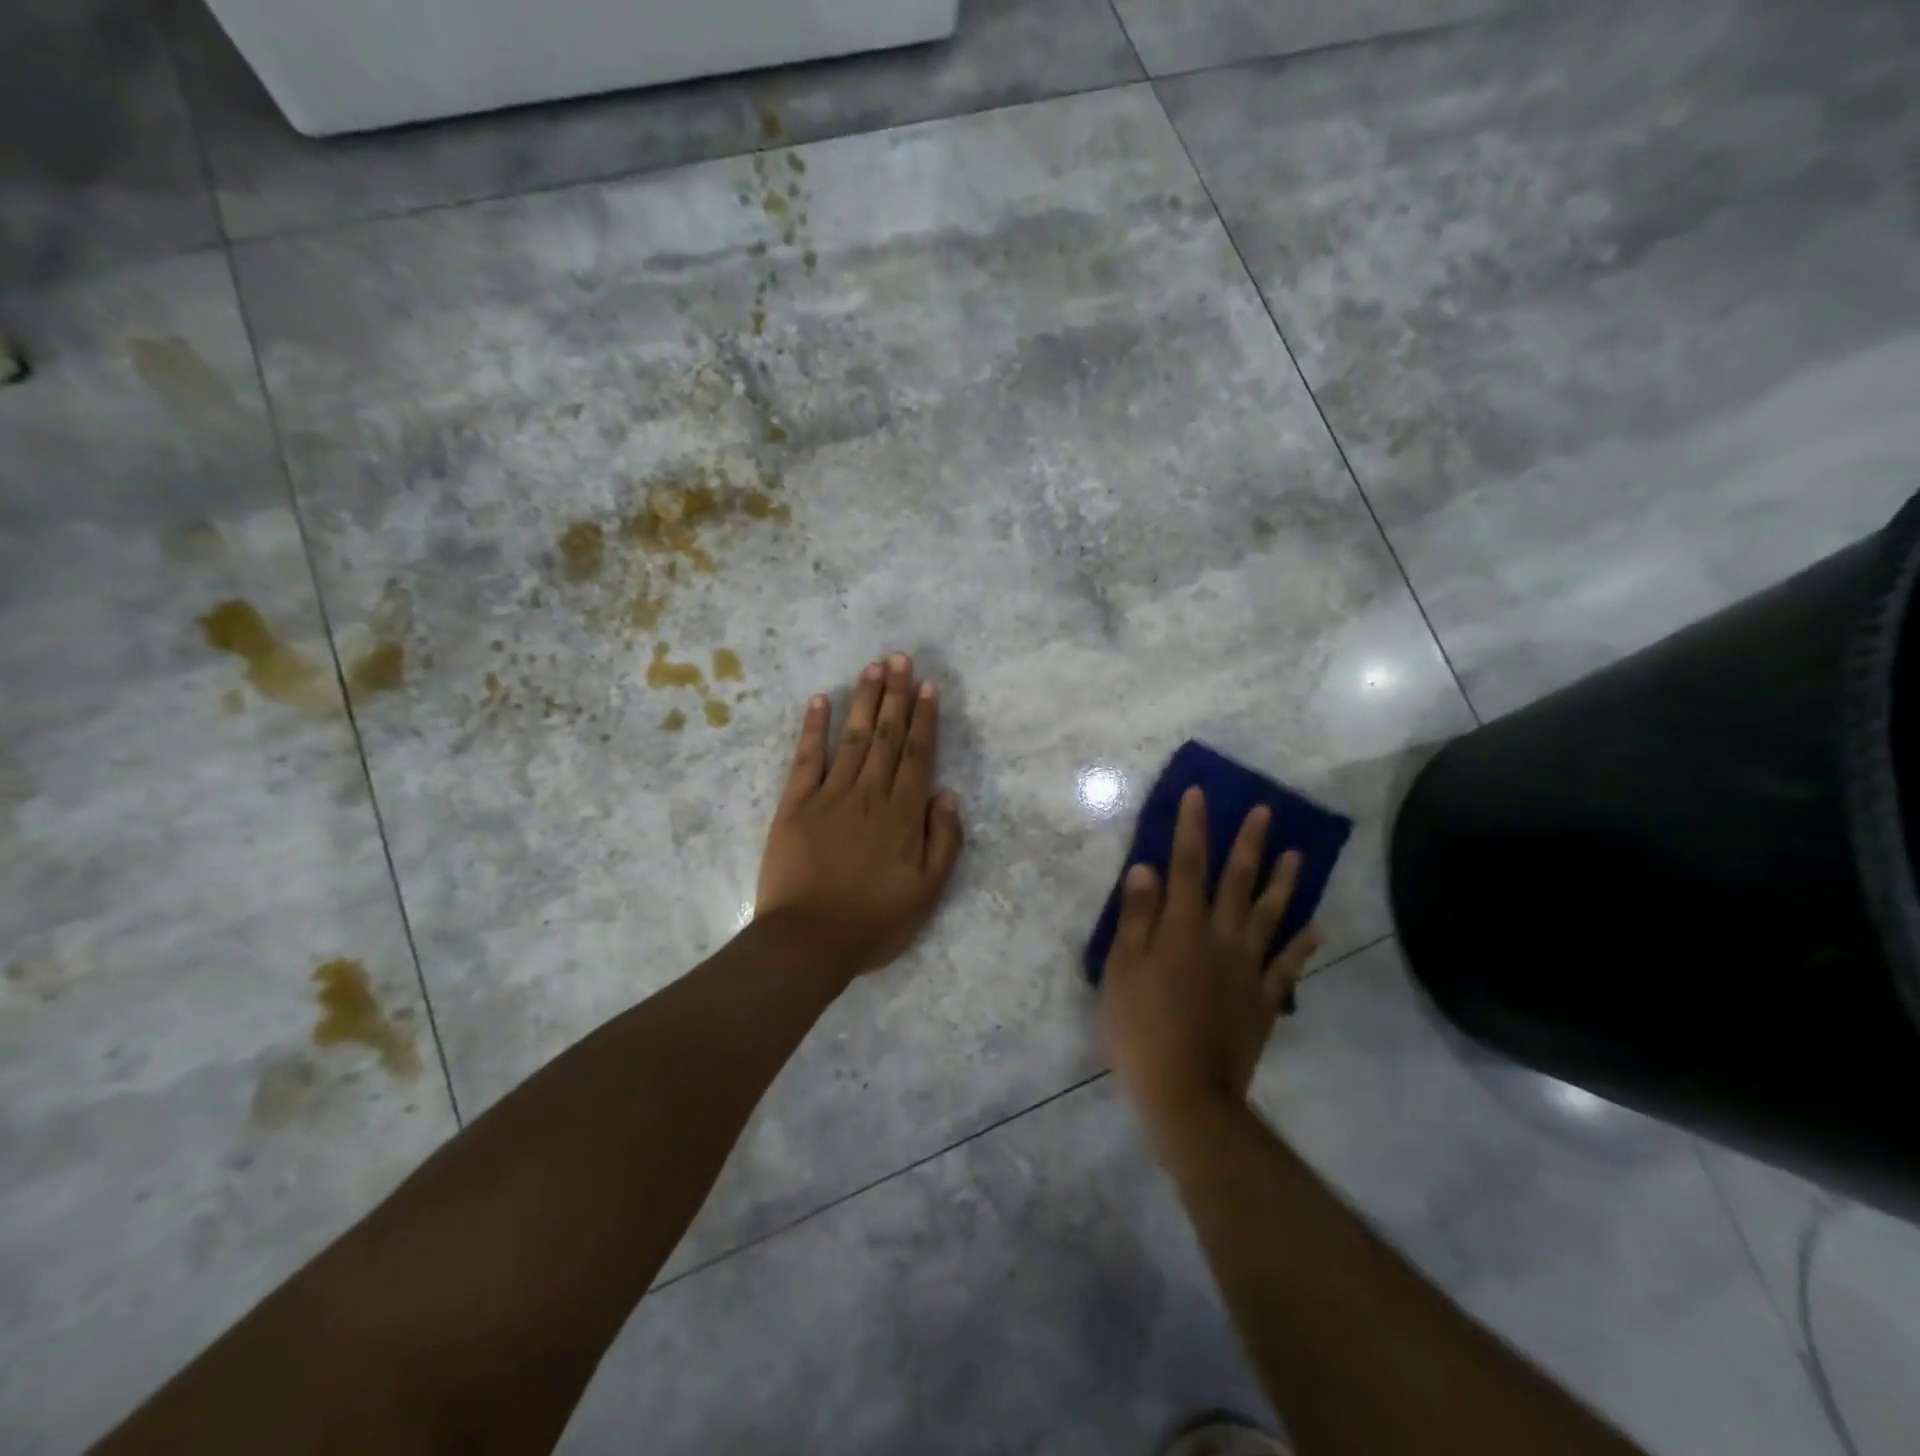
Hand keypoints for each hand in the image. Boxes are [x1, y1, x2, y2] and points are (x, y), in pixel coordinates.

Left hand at [756, 653, 964, 981]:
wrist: (808, 941)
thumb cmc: (874, 922)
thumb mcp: (927, 893)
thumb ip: (943, 841)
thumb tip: (947, 794)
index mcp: (902, 814)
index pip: (917, 754)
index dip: (924, 718)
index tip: (928, 686)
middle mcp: (869, 794)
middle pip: (886, 735)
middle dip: (896, 695)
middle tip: (900, 658)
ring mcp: (829, 795)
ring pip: (852, 738)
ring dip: (864, 700)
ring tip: (873, 667)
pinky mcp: (794, 804)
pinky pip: (806, 758)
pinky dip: (813, 728)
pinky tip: (820, 701)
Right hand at [1100, 788, 1320, 1126]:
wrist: (1187, 1093)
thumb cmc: (1141, 1028)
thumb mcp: (1122, 969)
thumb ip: (1136, 917)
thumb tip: (1146, 868)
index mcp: (1182, 928)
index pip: (1187, 866)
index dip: (1191, 828)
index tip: (1199, 795)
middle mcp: (1220, 938)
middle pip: (1237, 882)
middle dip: (1248, 843)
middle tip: (1265, 810)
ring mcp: (1248, 969)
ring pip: (1269, 915)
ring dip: (1283, 882)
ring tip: (1297, 854)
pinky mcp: (1264, 1000)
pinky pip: (1288, 965)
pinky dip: (1302, 944)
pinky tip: (1316, 926)